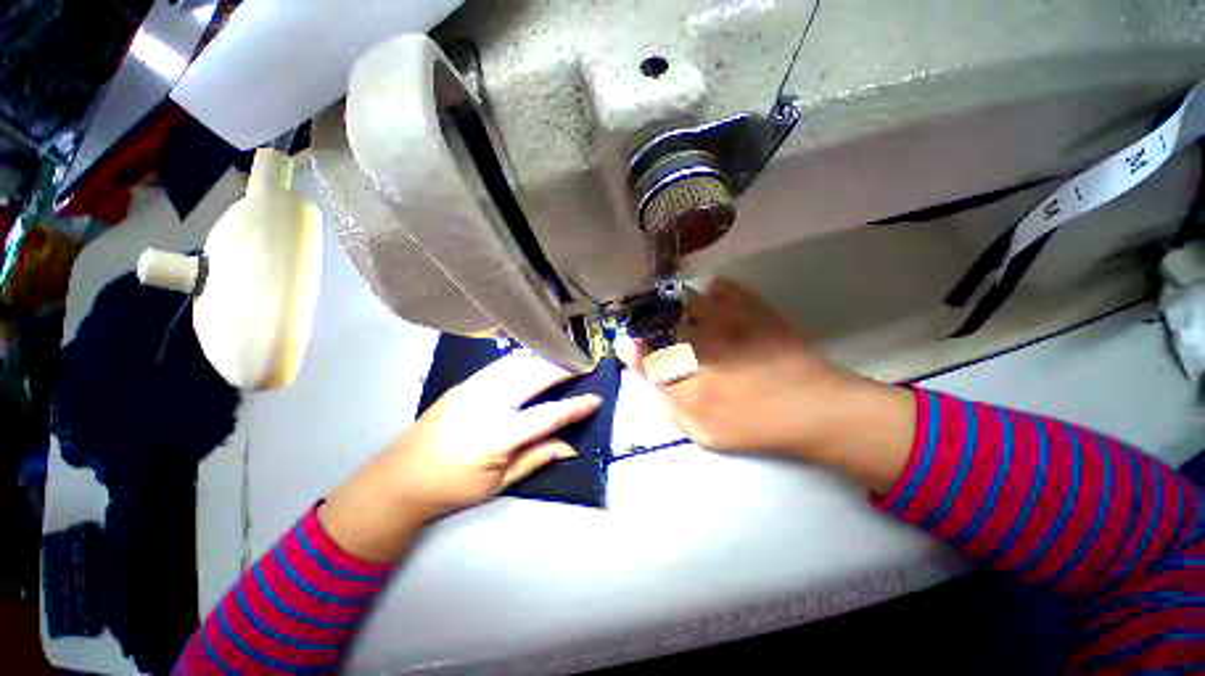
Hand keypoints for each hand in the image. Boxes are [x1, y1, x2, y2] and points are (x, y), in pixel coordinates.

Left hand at [320, 351, 599, 561]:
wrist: (400, 478)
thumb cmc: (453, 487)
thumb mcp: (499, 483)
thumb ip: (537, 458)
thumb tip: (571, 446)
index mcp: (497, 435)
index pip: (547, 415)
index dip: (575, 407)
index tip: (595, 399)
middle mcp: (487, 404)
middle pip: (534, 377)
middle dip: (563, 368)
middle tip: (585, 364)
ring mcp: (473, 388)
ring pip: (518, 363)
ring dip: (544, 358)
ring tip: (564, 357)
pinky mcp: (465, 383)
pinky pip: (501, 364)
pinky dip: (524, 359)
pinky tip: (535, 360)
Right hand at [618, 278, 914, 491]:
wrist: (816, 409)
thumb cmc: (759, 427)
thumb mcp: (707, 435)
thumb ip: (673, 410)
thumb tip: (653, 384)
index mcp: (690, 386)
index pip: (649, 362)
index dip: (634, 351)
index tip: (627, 342)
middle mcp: (702, 350)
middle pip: (665, 328)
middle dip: (655, 327)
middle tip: (660, 329)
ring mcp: (727, 324)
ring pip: (686, 302)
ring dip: (678, 306)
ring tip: (683, 311)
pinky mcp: (751, 309)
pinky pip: (721, 286)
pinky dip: (712, 290)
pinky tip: (714, 300)